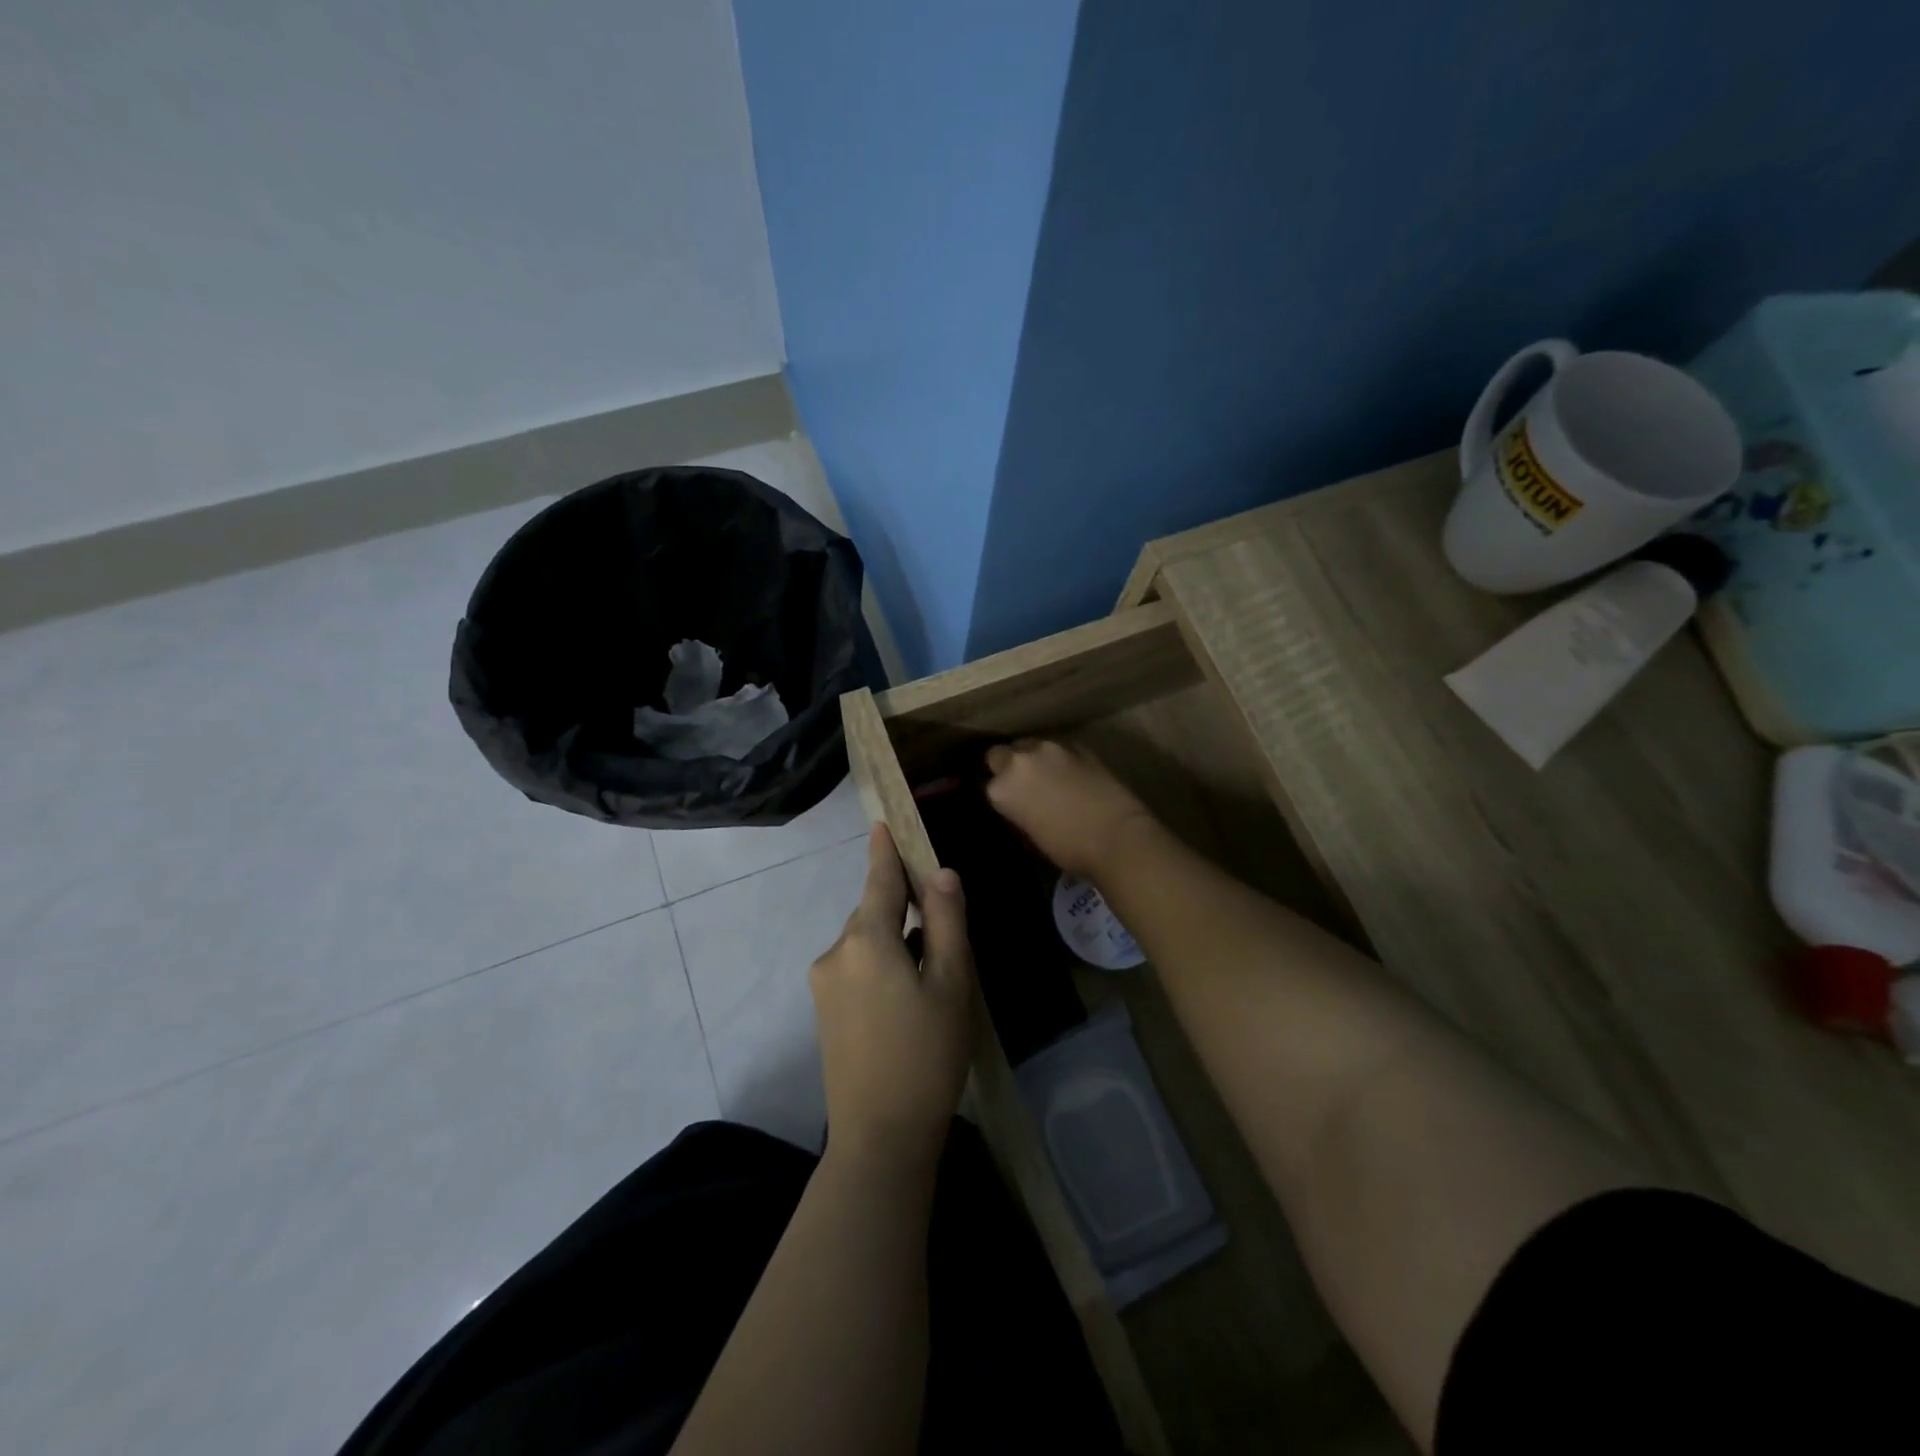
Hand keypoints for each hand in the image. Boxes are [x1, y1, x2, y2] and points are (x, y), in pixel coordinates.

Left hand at [810, 824, 974, 1166]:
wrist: (879, 1137)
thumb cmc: (926, 1055)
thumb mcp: (951, 984)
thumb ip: (945, 922)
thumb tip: (941, 873)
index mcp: (866, 939)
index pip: (878, 879)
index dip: (885, 850)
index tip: (882, 823)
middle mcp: (836, 952)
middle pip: (872, 912)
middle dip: (901, 907)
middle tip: (941, 925)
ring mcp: (824, 984)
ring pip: (865, 942)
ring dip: (893, 942)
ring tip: (931, 974)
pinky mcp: (824, 1012)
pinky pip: (855, 967)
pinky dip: (880, 965)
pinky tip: (906, 998)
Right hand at [984, 739, 1156, 880]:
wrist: (1116, 837)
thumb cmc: (1068, 849)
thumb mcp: (1030, 834)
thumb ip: (1018, 808)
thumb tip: (1021, 802)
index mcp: (1002, 788)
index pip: (989, 782)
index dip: (1000, 791)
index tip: (1009, 801)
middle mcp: (1021, 761)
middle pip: (1001, 753)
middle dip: (1008, 764)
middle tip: (1023, 783)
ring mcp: (1051, 749)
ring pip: (1031, 745)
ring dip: (1034, 758)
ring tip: (1048, 775)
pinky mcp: (1079, 746)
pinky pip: (1059, 748)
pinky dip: (1060, 758)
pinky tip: (1072, 774)